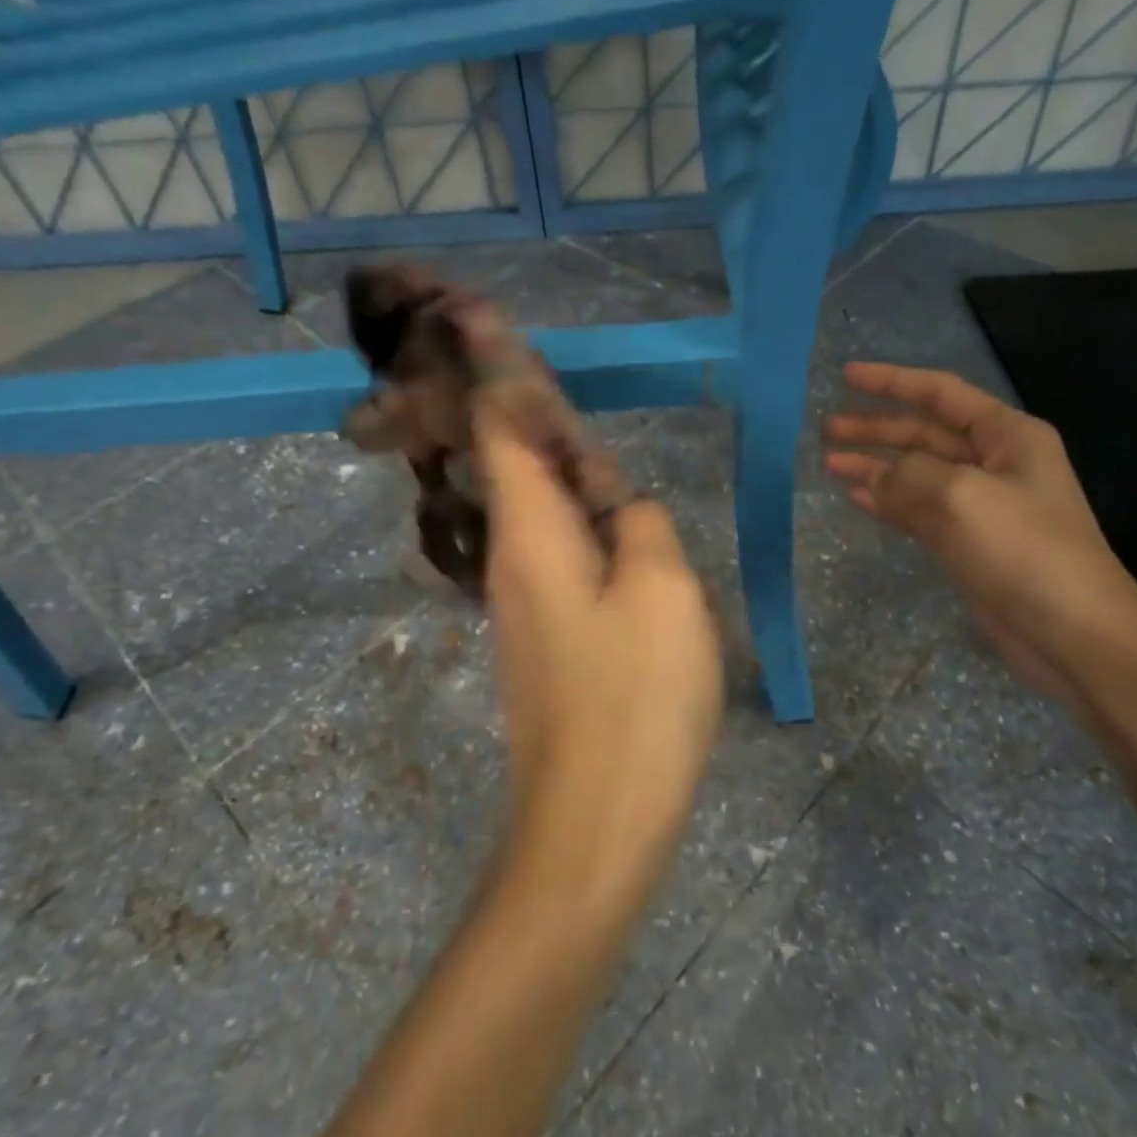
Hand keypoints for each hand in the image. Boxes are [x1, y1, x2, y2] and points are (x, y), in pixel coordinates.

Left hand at [475, 397, 722, 913]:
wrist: (596, 819)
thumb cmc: (635, 696)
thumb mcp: (662, 590)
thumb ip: (640, 524)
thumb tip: (620, 506)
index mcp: (531, 534)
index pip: (501, 432)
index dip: (492, 373)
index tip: (474, 318)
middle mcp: (511, 559)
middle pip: (512, 467)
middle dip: (524, 413)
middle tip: (534, 364)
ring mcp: (522, 602)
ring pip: (536, 511)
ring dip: (556, 468)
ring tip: (587, 438)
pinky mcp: (542, 637)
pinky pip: (554, 552)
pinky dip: (575, 519)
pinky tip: (607, 520)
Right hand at [823, 362, 1136, 705]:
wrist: (1074, 633)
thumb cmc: (1023, 549)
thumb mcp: (959, 495)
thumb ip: (908, 475)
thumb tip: (875, 479)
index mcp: (1007, 435)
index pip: (941, 393)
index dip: (892, 382)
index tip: (847, 375)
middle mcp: (995, 462)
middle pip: (924, 434)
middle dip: (876, 429)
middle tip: (827, 429)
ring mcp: (981, 505)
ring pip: (916, 473)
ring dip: (875, 466)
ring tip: (830, 463)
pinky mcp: (969, 542)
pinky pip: (918, 510)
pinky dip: (888, 502)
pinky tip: (858, 498)